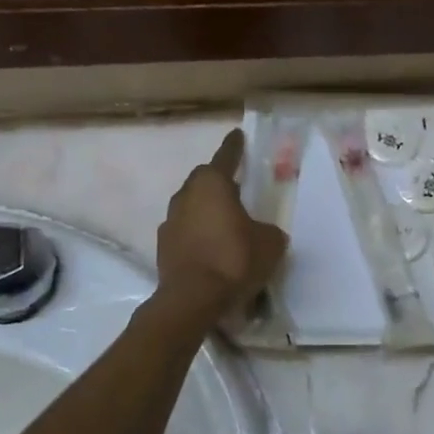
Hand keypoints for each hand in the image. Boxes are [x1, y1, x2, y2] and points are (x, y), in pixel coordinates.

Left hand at [156, 129, 288, 315]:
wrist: (193, 299)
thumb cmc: (235, 260)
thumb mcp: (270, 242)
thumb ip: (268, 230)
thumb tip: (262, 232)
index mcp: (212, 184)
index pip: (226, 157)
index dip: (234, 146)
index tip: (237, 134)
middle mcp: (186, 195)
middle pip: (204, 180)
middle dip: (219, 181)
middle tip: (236, 187)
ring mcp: (170, 221)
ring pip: (191, 206)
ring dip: (206, 210)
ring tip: (225, 222)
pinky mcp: (163, 247)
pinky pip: (185, 231)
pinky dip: (198, 234)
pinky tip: (212, 248)